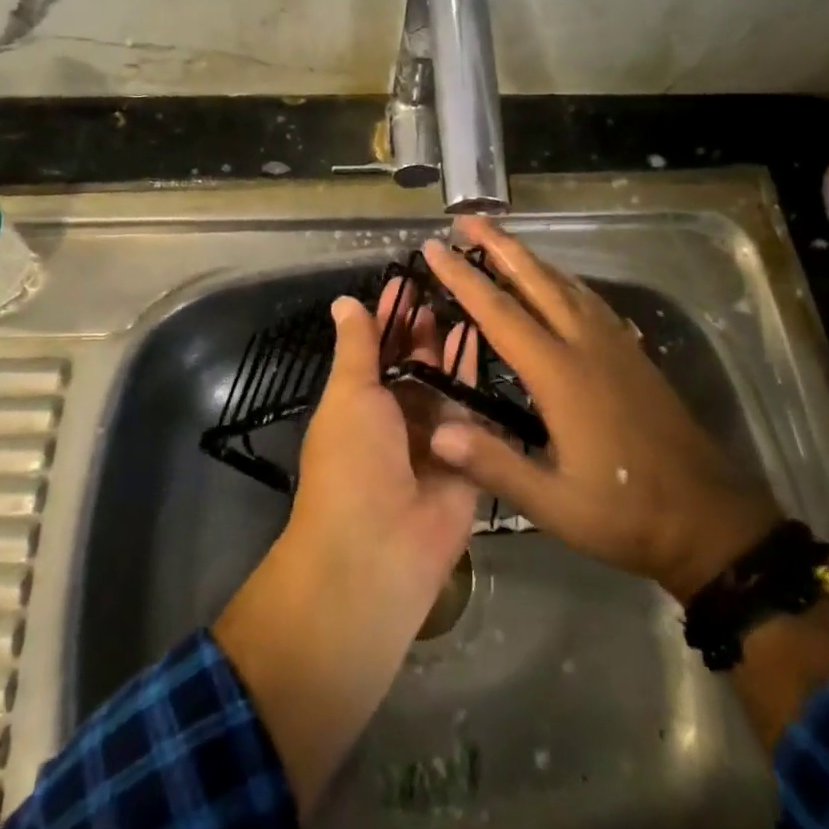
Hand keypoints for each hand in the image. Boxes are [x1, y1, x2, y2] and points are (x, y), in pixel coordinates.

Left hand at [288, 286, 480, 607]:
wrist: (379, 549)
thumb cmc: (351, 460)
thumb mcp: (349, 393)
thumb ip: (357, 347)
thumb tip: (345, 302)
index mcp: (358, 404)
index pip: (377, 349)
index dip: (389, 316)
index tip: (407, 280)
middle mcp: (394, 418)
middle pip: (414, 364)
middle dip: (425, 328)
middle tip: (447, 284)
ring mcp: (432, 438)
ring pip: (444, 382)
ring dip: (451, 346)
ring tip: (469, 299)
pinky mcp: (467, 456)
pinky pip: (472, 410)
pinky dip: (474, 375)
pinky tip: (484, 336)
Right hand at [422, 216, 781, 602]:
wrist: (710, 519)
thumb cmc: (626, 512)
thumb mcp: (555, 504)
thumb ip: (495, 465)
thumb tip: (437, 432)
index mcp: (561, 374)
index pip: (500, 313)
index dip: (464, 278)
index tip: (435, 247)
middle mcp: (587, 345)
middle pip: (536, 280)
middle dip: (499, 245)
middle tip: (466, 219)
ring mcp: (615, 344)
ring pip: (566, 284)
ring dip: (529, 257)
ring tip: (500, 241)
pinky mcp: (633, 353)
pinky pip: (589, 299)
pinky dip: (562, 279)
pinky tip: (556, 282)